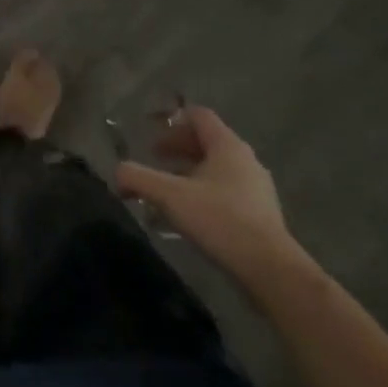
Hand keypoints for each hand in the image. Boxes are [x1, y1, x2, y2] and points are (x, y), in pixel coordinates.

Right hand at [116, 107, 305, 288]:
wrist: (270, 270)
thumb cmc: (220, 221)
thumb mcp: (169, 196)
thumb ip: (138, 178)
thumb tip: (117, 172)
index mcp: (227, 146)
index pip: (199, 116)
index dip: (173, 119)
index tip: (150, 131)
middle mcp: (245, 160)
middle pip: (207, 141)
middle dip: (177, 147)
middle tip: (153, 159)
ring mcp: (256, 188)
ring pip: (216, 168)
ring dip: (189, 171)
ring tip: (167, 189)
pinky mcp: (261, 214)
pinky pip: (226, 191)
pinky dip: (203, 192)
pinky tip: (188, 215)